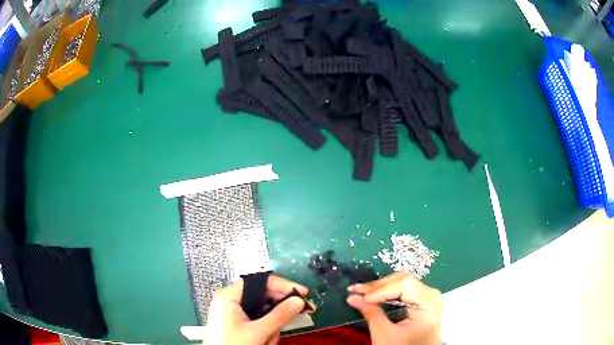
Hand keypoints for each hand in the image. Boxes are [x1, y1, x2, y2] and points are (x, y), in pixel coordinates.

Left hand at [206, 275, 308, 344]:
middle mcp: (229, 301)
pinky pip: (256, 319)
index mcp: (229, 296)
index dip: (282, 285)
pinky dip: (266, 327)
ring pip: (261, 310)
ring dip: (272, 323)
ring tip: (270, 337)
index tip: (300, 292)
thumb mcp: (257, 332)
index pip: (260, 281)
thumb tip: (297, 301)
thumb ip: (279, 315)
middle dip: (279, 307)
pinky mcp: (236, 323)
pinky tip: (267, 338)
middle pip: (262, 295)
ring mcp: (232, 312)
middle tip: (299, 310)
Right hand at [347, 272, 441, 344]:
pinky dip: (389, 292)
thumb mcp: (385, 335)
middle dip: (378, 286)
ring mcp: (429, 297)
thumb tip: (352, 297)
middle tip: (356, 291)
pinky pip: (406, 290)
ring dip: (381, 287)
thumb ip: (371, 314)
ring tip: (362, 292)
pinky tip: (375, 296)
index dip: (381, 289)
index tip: (360, 297)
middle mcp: (432, 294)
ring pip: (403, 282)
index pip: (404, 285)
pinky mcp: (424, 302)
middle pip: (404, 280)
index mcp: (428, 303)